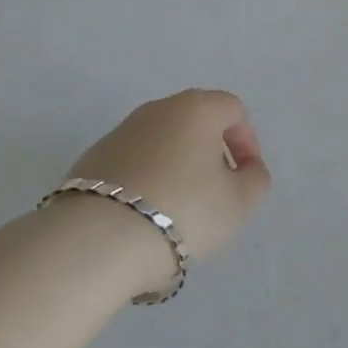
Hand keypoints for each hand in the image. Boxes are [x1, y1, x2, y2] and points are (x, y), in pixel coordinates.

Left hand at [65, 90, 270, 293]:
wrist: (97, 239)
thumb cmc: (182, 211)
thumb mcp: (238, 203)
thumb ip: (254, 179)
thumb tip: (246, 167)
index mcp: (196, 108)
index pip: (233, 109)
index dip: (246, 140)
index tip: (245, 176)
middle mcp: (158, 108)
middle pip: (195, 122)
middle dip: (210, 153)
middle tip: (215, 193)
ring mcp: (121, 131)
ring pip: (162, 142)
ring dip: (176, 167)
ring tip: (178, 211)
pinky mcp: (93, 158)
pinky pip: (133, 163)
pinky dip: (146, 180)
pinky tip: (143, 217)